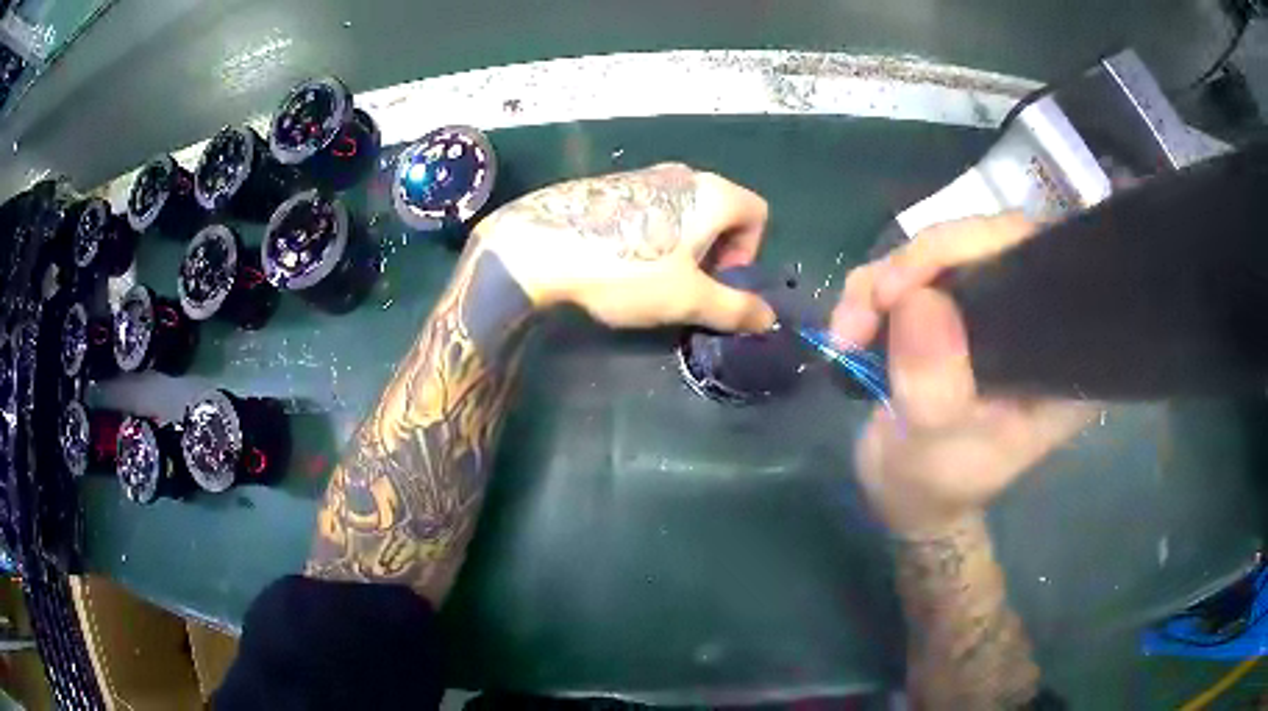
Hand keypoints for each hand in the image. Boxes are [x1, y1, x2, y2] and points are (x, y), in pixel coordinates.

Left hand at [472, 163, 775, 331]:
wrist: (540, 246)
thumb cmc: (628, 270)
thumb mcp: (688, 299)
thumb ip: (735, 308)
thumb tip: (768, 319)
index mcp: (712, 193)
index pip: (757, 213)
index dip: (749, 251)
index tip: (718, 280)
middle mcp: (682, 174)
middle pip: (721, 211)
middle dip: (716, 251)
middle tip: (689, 285)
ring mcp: (643, 174)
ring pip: (684, 210)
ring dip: (684, 245)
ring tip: (652, 277)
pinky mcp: (611, 185)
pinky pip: (651, 208)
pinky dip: (653, 234)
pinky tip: (620, 260)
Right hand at [831, 215, 1095, 535]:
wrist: (901, 494)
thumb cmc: (931, 485)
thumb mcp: (932, 447)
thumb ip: (935, 385)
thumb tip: (919, 298)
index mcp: (1056, 356)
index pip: (1037, 266)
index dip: (980, 248)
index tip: (915, 284)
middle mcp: (1031, 320)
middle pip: (985, 244)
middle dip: (918, 266)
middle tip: (872, 303)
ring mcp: (989, 308)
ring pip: (940, 251)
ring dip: (882, 282)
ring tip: (848, 334)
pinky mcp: (952, 307)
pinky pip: (909, 270)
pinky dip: (870, 292)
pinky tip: (849, 330)